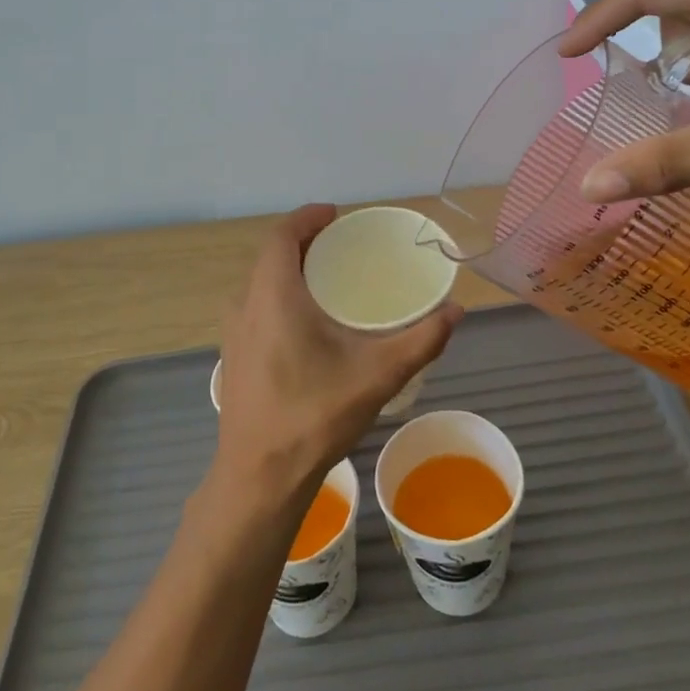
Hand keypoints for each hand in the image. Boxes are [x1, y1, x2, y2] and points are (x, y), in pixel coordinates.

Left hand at [214, 205, 461, 504]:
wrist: (260, 476)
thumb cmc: (315, 415)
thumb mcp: (378, 374)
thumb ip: (422, 340)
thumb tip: (456, 311)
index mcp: (273, 294)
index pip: (282, 234)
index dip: (307, 217)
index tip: (336, 214)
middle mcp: (245, 304)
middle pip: (271, 255)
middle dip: (304, 242)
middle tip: (343, 246)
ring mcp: (234, 332)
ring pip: (261, 282)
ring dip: (290, 270)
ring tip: (330, 279)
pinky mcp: (233, 356)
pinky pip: (256, 306)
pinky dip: (280, 295)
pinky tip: (308, 322)